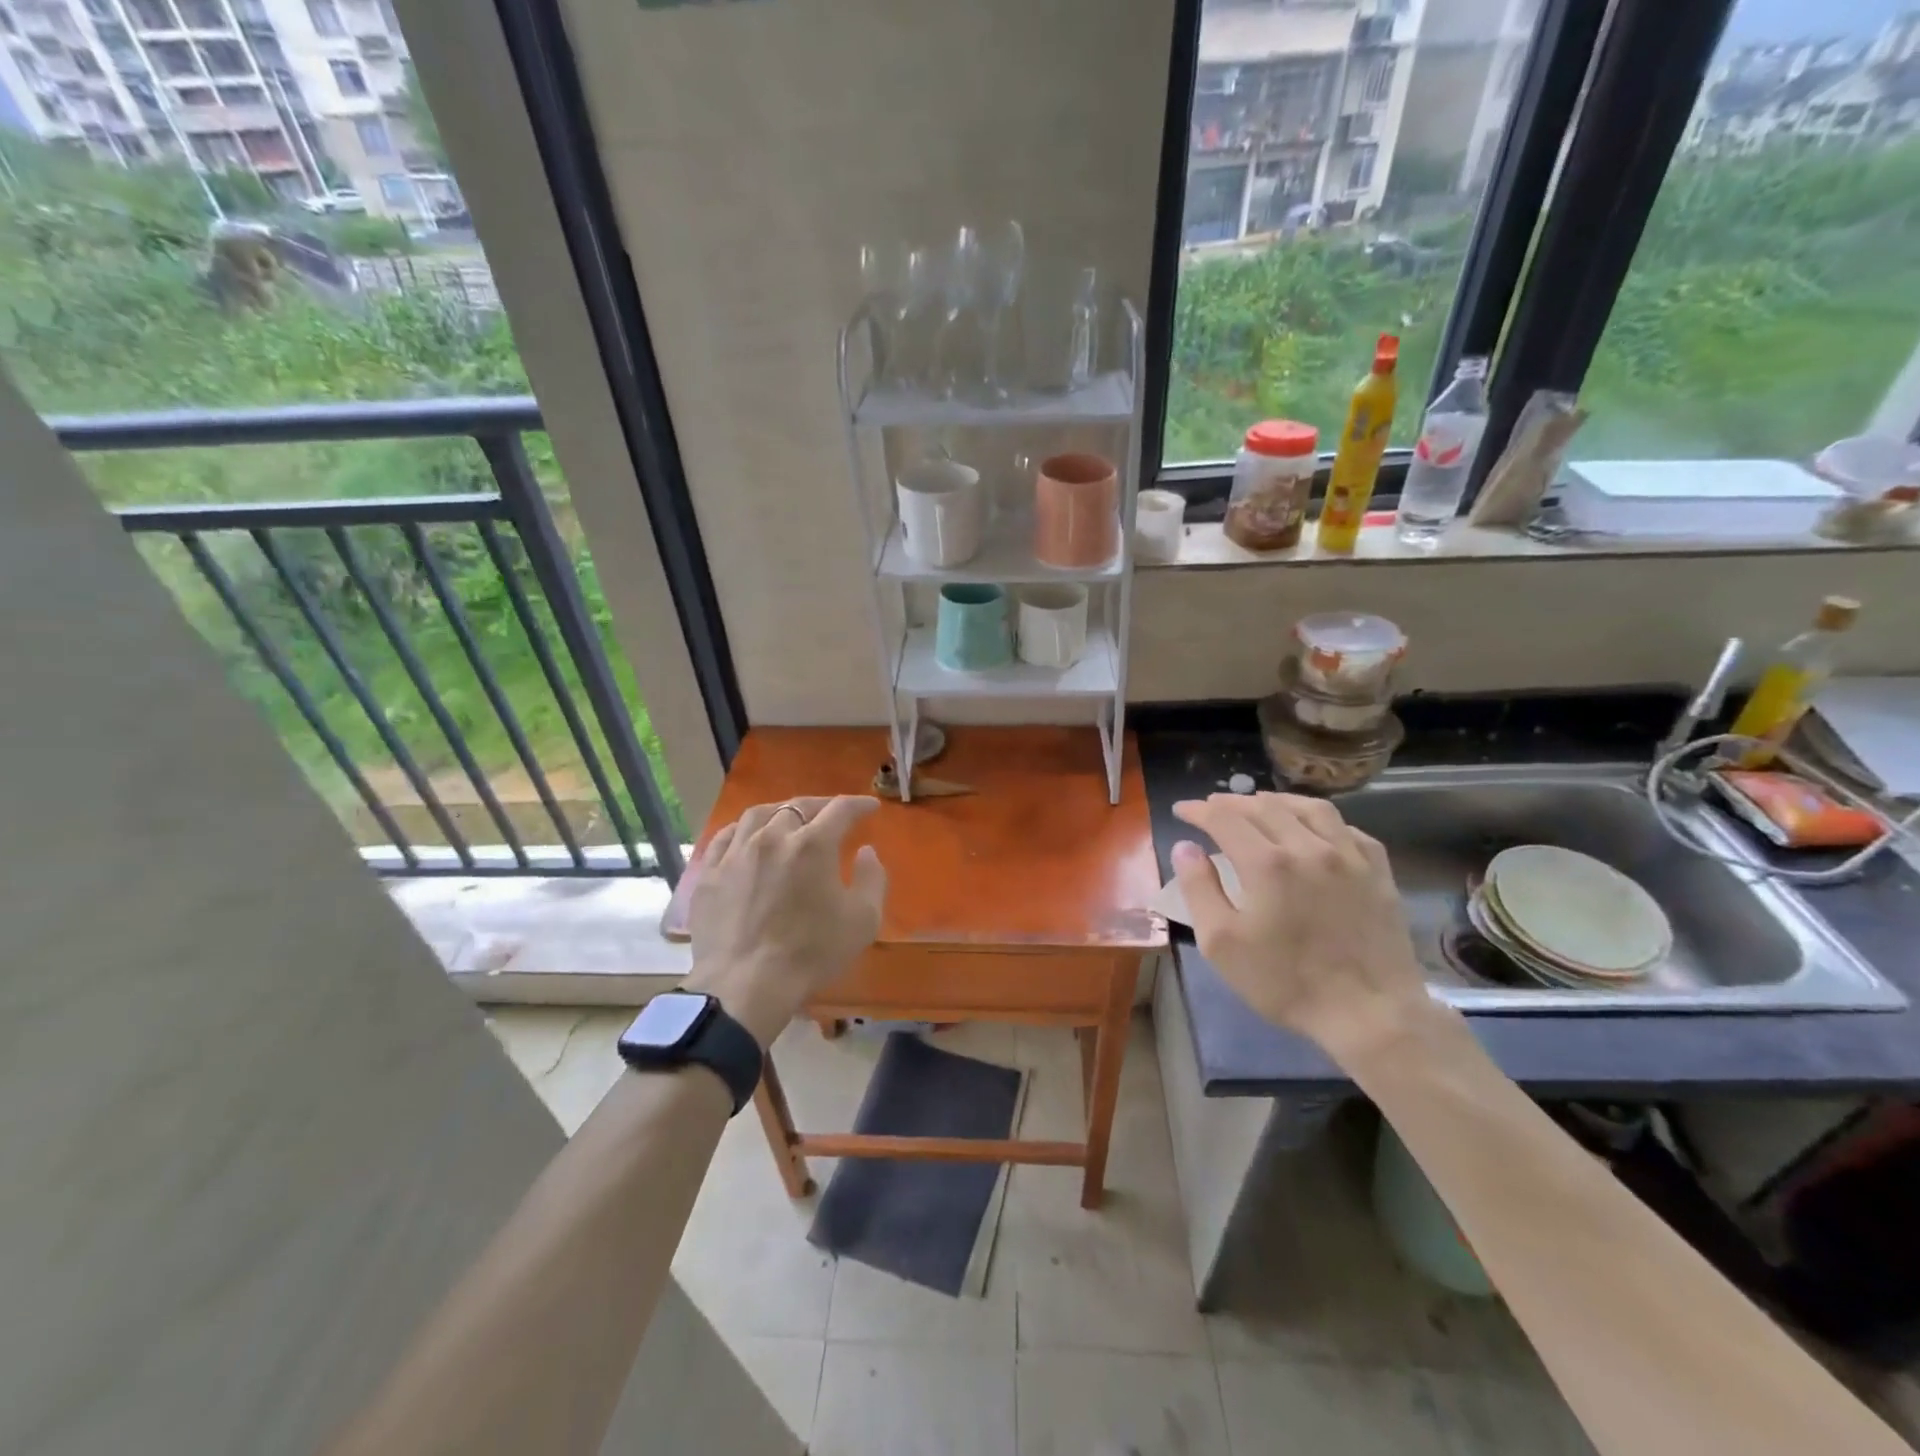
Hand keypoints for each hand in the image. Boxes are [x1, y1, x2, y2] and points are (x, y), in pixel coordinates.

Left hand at [682, 796, 886, 1046]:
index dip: (858, 805)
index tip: (870, 807)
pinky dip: (742, 829)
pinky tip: (747, 836)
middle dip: (821, 805)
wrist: (744, 986)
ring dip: (780, 811)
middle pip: (798, 806)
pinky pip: (725, 837)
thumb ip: (872, 879)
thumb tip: (866, 852)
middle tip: (832, 813)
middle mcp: (772, 837)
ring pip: (758, 815)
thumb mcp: (863, 920)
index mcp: (812, 845)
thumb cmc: (811, 953)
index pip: (840, 809)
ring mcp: (736, 853)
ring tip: (789, 818)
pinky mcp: (710, 874)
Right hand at [1171, 793, 1428, 1059]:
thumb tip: (1185, 847)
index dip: (1199, 810)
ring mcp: (1349, 857)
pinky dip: (1323, 820)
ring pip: (1310, 809)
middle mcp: (1308, 846)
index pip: (1224, 819)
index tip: (1182, 809)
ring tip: (1260, 804)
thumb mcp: (1222, 943)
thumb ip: (1199, 888)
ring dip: (1278, 801)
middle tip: (1213, 805)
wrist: (1369, 1014)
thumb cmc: (1285, 981)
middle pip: (1265, 807)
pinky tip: (1314, 829)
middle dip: (1232, 802)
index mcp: (1266, 862)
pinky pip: (1348, 829)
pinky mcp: (1378, 873)